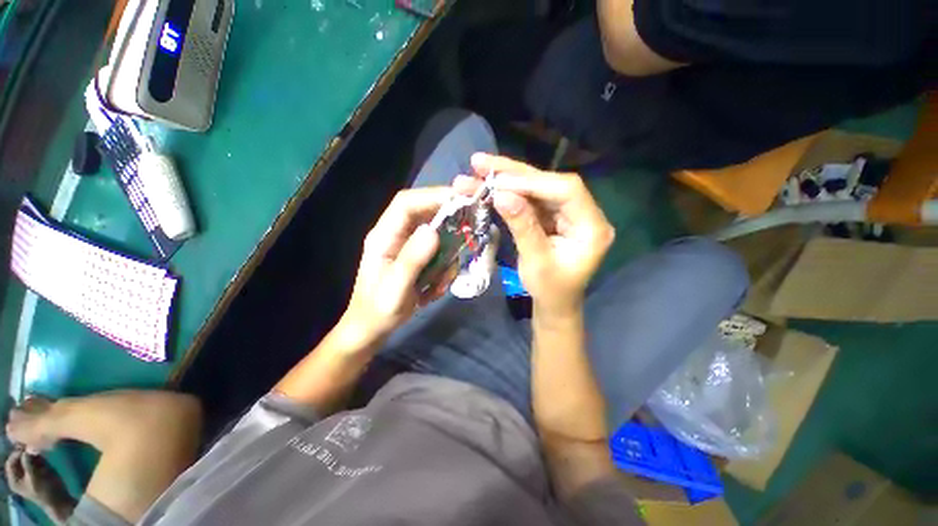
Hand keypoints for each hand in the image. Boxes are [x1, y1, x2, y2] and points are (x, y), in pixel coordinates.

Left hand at [5, 451, 74, 523]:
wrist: (59, 499)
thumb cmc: (45, 492)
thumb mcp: (35, 479)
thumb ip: (29, 464)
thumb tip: (27, 447)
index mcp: (14, 479)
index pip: (10, 462)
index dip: (16, 453)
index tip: (25, 446)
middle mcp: (19, 474)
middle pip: (18, 458)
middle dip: (24, 450)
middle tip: (32, 442)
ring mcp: (29, 470)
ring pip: (26, 456)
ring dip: (31, 450)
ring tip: (38, 445)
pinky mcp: (38, 467)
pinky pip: (34, 457)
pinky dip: (37, 451)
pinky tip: (42, 449)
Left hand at [339, 188, 447, 343]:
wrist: (372, 329)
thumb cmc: (379, 311)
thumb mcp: (395, 289)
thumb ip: (413, 259)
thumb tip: (433, 230)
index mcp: (384, 236)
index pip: (406, 204)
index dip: (432, 196)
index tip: (460, 200)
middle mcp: (396, 235)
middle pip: (425, 214)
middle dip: (448, 225)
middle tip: (467, 235)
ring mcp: (408, 247)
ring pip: (437, 236)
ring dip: (447, 257)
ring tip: (439, 283)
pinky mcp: (418, 258)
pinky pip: (439, 253)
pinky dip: (444, 269)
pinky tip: (434, 289)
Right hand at [463, 154, 613, 314]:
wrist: (554, 304)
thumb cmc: (550, 291)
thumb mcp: (536, 262)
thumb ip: (522, 227)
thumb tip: (500, 195)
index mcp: (592, 227)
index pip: (566, 190)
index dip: (532, 183)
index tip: (498, 183)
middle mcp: (583, 213)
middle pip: (549, 182)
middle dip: (513, 173)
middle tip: (480, 162)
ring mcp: (567, 213)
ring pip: (537, 187)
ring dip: (506, 178)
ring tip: (478, 168)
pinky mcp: (553, 216)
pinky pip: (530, 199)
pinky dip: (508, 192)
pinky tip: (488, 184)